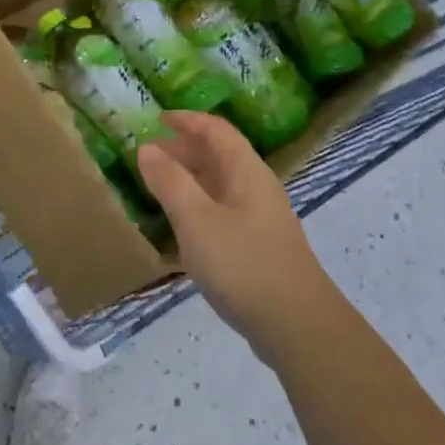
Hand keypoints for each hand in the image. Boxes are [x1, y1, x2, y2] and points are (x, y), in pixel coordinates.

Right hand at [137, 112, 338, 363]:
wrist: (296, 325)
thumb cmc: (243, 264)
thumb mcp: (196, 221)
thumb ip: (170, 182)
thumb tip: (148, 148)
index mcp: (246, 171)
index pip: (216, 130)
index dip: (187, 120)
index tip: (156, 119)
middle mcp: (257, 187)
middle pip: (220, 155)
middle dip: (184, 149)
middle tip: (148, 156)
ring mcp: (261, 217)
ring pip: (221, 184)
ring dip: (191, 178)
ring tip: (158, 187)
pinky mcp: (259, 245)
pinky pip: (224, 210)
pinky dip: (199, 206)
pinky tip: (182, 227)